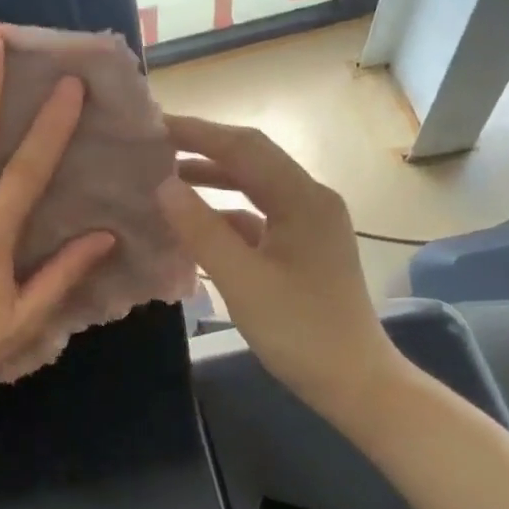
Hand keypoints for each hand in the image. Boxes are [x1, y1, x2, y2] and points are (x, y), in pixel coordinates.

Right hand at [156, 116, 402, 417]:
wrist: (354, 382)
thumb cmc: (299, 330)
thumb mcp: (241, 280)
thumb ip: (201, 229)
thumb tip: (163, 185)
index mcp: (303, 199)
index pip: (245, 147)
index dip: (198, 132)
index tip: (154, 125)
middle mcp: (310, 200)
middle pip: (251, 160)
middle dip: (203, 149)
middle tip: (155, 147)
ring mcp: (308, 224)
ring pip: (253, 187)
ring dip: (212, 179)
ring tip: (167, 177)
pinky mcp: (300, 247)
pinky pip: (257, 215)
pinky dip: (224, 212)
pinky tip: (193, 222)